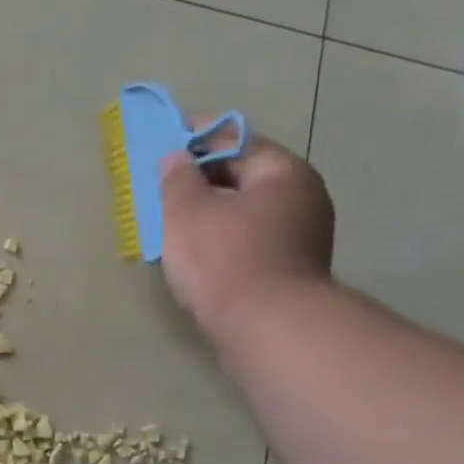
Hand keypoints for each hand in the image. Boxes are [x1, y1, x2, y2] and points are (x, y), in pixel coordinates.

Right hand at [160, 131, 335, 349]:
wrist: (265, 328)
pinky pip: (248, 239)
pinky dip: (222, 236)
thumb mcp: (186, 211)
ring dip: (211, 210)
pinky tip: (195, 250)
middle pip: (243, 176)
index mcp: (283, 172)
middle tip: (162, 183)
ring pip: (244, 210)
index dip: (197, 138)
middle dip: (202, 178)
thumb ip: (177, 178)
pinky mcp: (289, 269)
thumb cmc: (224, 258)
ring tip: (172, 218)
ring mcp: (301, 236)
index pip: (236, 141)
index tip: (167, 136)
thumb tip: (177, 157)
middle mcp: (301, 197)